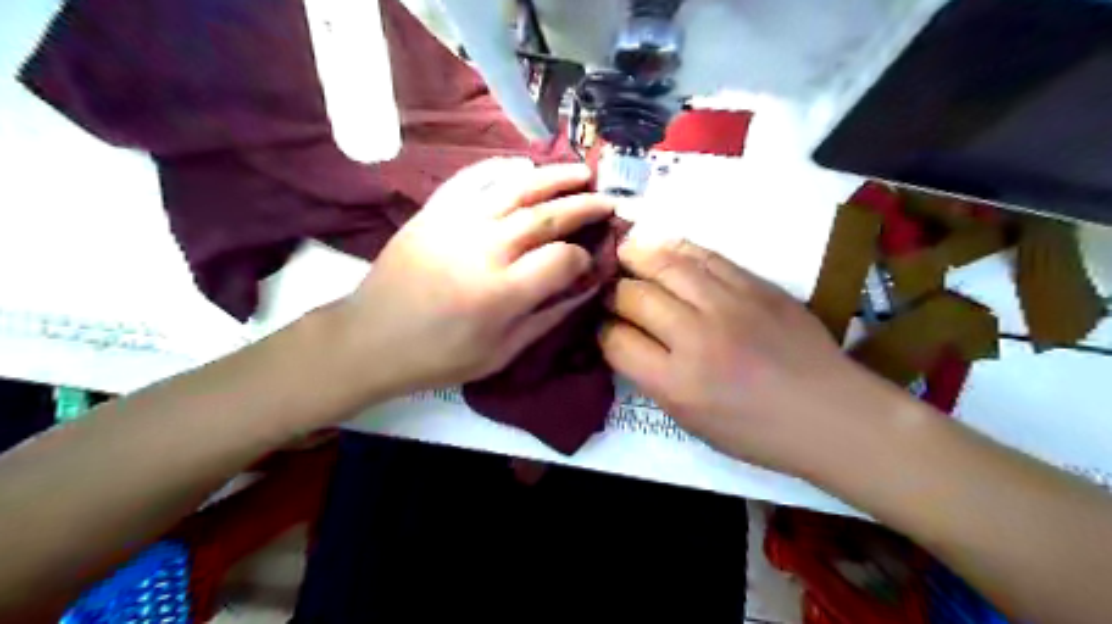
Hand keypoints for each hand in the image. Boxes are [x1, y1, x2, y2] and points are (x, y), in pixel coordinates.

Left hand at [339, 159, 617, 396]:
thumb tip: (587, 289)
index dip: (584, 259)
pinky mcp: (435, 210)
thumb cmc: (438, 356)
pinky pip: (474, 179)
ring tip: (581, 172)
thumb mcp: (500, 353)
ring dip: (554, 178)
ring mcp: (457, 222)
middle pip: (547, 216)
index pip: (562, 260)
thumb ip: (548, 318)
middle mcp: (484, 248)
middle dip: (583, 207)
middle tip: (607, 201)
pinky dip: (503, 169)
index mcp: (501, 292)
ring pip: (516, 188)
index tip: (591, 263)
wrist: (370, 338)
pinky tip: (524, 167)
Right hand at [600, 238, 891, 473]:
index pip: (616, 340)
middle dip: (612, 291)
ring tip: (624, 252)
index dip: (600, 330)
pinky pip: (705, 255)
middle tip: (610, 291)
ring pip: (665, 264)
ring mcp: (728, 305)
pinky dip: (676, 248)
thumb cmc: (755, 431)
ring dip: (636, 255)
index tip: (601, 325)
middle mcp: (695, 338)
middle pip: (634, 296)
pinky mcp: (755, 285)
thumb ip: (651, 378)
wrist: (830, 413)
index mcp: (676, 384)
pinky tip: (663, 248)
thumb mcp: (690, 421)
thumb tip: (623, 339)